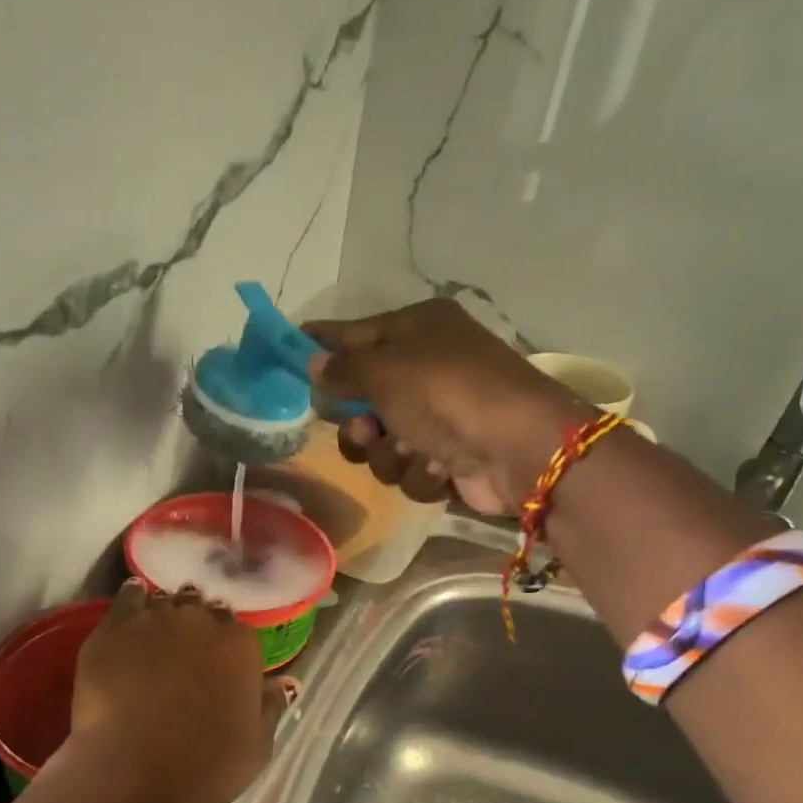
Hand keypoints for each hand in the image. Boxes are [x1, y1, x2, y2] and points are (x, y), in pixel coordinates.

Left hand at [66, 579, 284, 802]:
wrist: (132, 775)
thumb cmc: (204, 767)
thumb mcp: (257, 747)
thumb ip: (271, 707)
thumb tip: (283, 683)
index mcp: (239, 645)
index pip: (237, 628)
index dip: (226, 645)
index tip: (218, 662)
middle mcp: (199, 621)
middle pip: (200, 609)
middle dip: (196, 625)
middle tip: (186, 651)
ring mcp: (153, 620)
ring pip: (164, 602)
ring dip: (166, 614)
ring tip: (157, 634)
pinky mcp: (112, 629)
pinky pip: (126, 598)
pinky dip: (132, 599)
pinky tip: (132, 608)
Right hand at [304, 299, 594, 513]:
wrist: (519, 449)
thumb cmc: (449, 394)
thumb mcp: (387, 371)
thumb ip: (344, 369)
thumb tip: (313, 364)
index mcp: (418, 330)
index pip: (354, 334)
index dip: (320, 347)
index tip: (284, 355)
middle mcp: (428, 369)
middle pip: (364, 398)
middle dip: (360, 423)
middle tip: (366, 429)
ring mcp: (441, 417)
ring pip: (383, 443)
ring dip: (391, 454)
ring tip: (412, 452)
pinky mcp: (450, 459)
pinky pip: (409, 469)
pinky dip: (421, 473)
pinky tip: (441, 468)